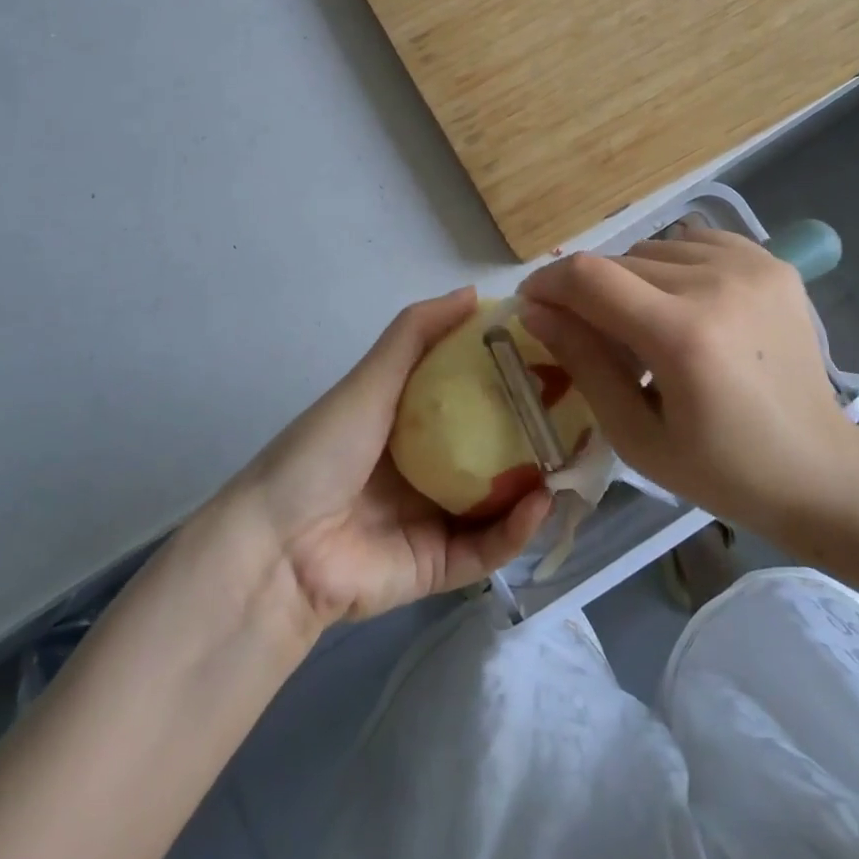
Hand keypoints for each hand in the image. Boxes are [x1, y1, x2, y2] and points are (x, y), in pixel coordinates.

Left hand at [234, 288, 551, 629]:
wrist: (280, 545)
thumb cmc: (327, 449)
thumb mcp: (372, 379)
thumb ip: (417, 334)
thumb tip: (474, 292)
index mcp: (408, 422)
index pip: (470, 395)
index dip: (509, 378)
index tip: (551, 359)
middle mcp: (426, 466)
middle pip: (491, 448)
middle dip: (533, 433)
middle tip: (578, 412)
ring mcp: (434, 518)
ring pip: (499, 500)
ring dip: (536, 482)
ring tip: (573, 458)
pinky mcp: (438, 566)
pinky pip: (488, 547)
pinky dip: (517, 529)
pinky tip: (540, 501)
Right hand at [517, 229, 858, 550]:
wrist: (821, 469)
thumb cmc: (722, 470)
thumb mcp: (636, 435)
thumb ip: (582, 363)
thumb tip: (534, 311)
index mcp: (683, 336)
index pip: (589, 277)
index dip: (548, 283)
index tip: (532, 304)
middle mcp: (717, 284)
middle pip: (618, 262)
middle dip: (590, 294)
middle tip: (597, 338)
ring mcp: (751, 266)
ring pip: (654, 250)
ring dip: (634, 282)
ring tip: (649, 326)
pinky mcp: (771, 262)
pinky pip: (694, 242)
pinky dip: (674, 266)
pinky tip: (687, 304)